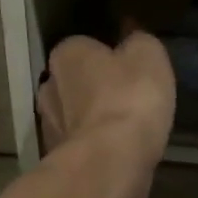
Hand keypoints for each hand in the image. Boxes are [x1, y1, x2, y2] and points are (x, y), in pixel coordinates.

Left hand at [38, 29, 175, 197]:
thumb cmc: (130, 100)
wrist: (110, 163)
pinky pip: (80, 145)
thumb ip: (138, 41)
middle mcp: (49, 85)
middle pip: (74, 82)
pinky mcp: (57, 159)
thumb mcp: (149, 56)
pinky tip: (116, 153)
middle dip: (94, 89)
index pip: (84, 47)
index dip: (107, 56)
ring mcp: (49, 126)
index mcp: (67, 53)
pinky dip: (94, 147)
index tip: (129, 69)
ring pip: (74, 116)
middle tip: (126, 98)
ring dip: (92, 120)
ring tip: (123, 129)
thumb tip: (130, 34)